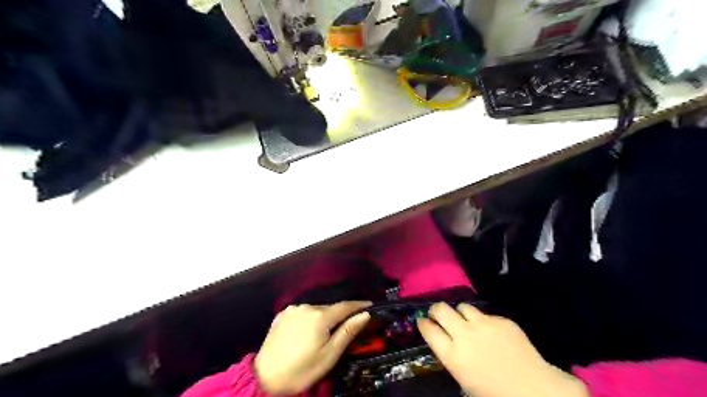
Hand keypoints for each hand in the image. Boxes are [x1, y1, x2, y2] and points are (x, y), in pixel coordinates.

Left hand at [257, 302, 371, 394]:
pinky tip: (307, 330)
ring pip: (315, 310)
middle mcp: (307, 306)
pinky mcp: (282, 314)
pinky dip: (309, 318)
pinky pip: (302, 312)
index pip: (345, 306)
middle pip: (330, 308)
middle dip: (340, 315)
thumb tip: (365, 314)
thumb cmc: (302, 370)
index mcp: (320, 316)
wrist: (265, 378)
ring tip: (324, 332)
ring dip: (323, 317)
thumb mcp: (329, 355)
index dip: (358, 305)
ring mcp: (293, 309)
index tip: (370, 305)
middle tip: (347, 326)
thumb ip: (347, 332)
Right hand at [416, 303, 588, 396]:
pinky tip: (491, 332)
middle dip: (436, 310)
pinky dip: (483, 321)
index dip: (423, 323)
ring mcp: (484, 324)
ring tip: (465, 321)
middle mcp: (464, 335)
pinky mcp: (501, 320)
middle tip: (438, 314)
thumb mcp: (464, 381)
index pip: (428, 329)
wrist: (533, 389)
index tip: (422, 321)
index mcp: (452, 355)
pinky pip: (485, 314)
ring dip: (460, 313)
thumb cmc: (494, 393)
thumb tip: (446, 344)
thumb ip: (452, 359)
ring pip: (462, 307)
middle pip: (441, 309)